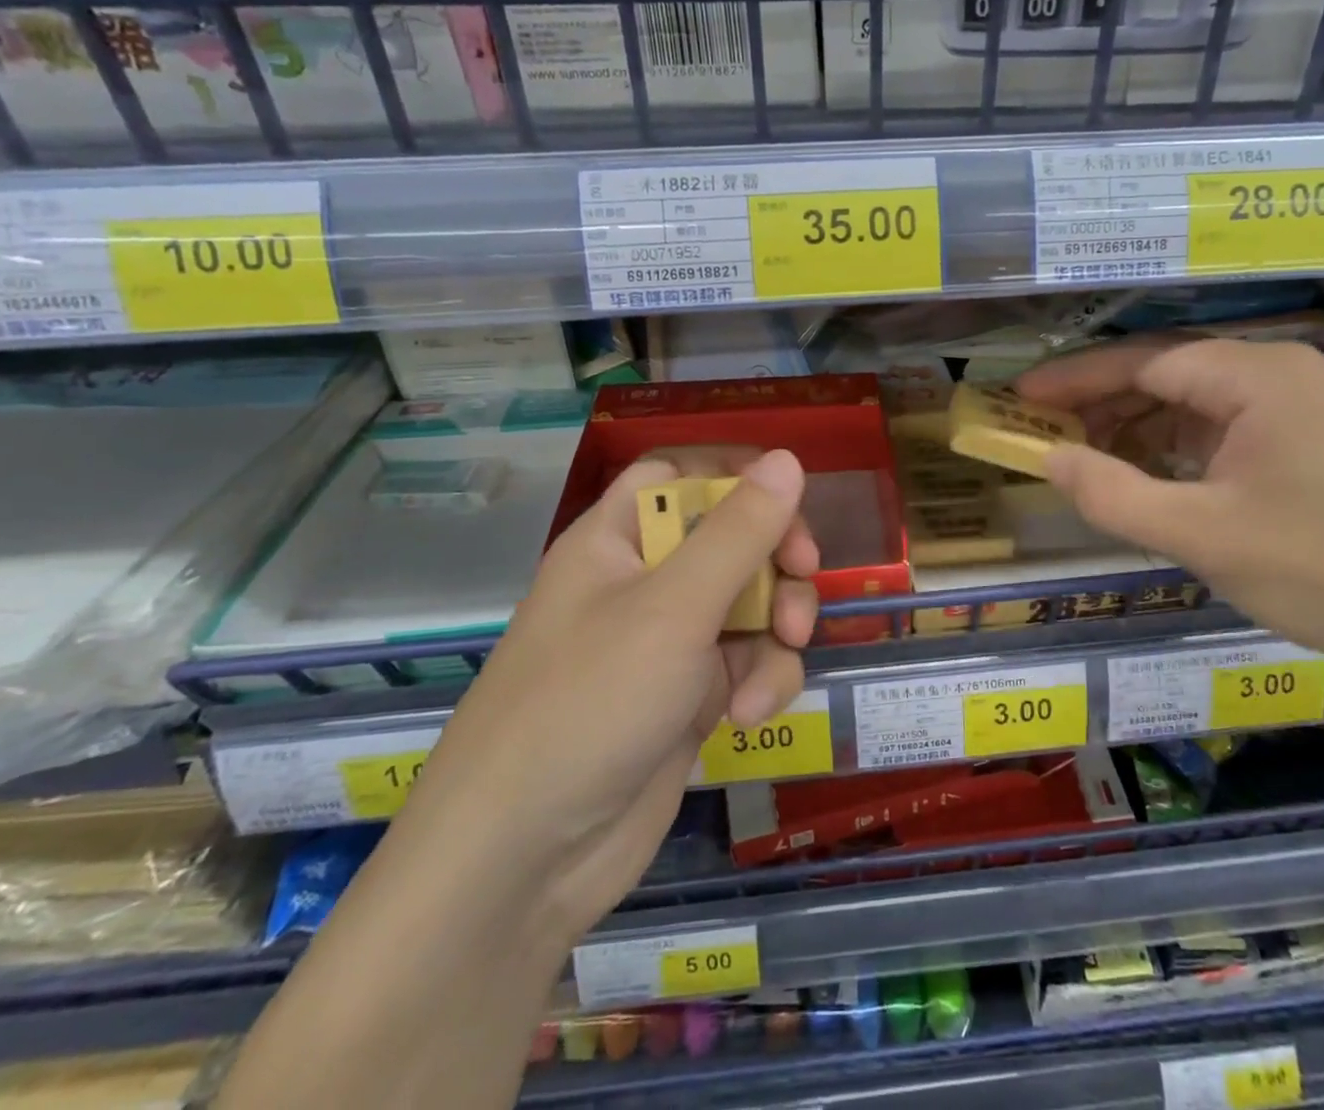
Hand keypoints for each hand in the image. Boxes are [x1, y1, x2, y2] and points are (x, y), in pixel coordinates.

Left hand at [400, 448, 817, 938]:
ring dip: (777, 623)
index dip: (734, 475)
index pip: (680, 475)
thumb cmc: (590, 704)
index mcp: (618, 540)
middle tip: (802, 573)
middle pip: (729, 536)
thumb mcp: (674, 608)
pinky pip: (745, 663)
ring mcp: (667, 643)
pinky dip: (761, 680)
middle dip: (775, 554)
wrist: (521, 865)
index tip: (787, 497)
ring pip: (749, 602)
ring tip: (783, 649)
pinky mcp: (688, 698)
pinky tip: (750, 714)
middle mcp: (643, 582)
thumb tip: (787, 459)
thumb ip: (738, 532)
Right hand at [1018, 337, 1323, 684]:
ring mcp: (1308, 403)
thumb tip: (1047, 459)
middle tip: (1051, 436)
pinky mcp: (1321, 437)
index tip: (1024, 399)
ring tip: (1094, 461)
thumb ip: (1112, 494)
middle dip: (1105, 405)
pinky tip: (1157, 475)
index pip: (1142, 363)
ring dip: (1142, 428)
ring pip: (1200, 401)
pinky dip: (1184, 446)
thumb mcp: (1200, 537)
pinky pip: (1232, 425)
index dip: (1076, 381)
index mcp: (1258, 376)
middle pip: (1170, 374)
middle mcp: (1284, 371)